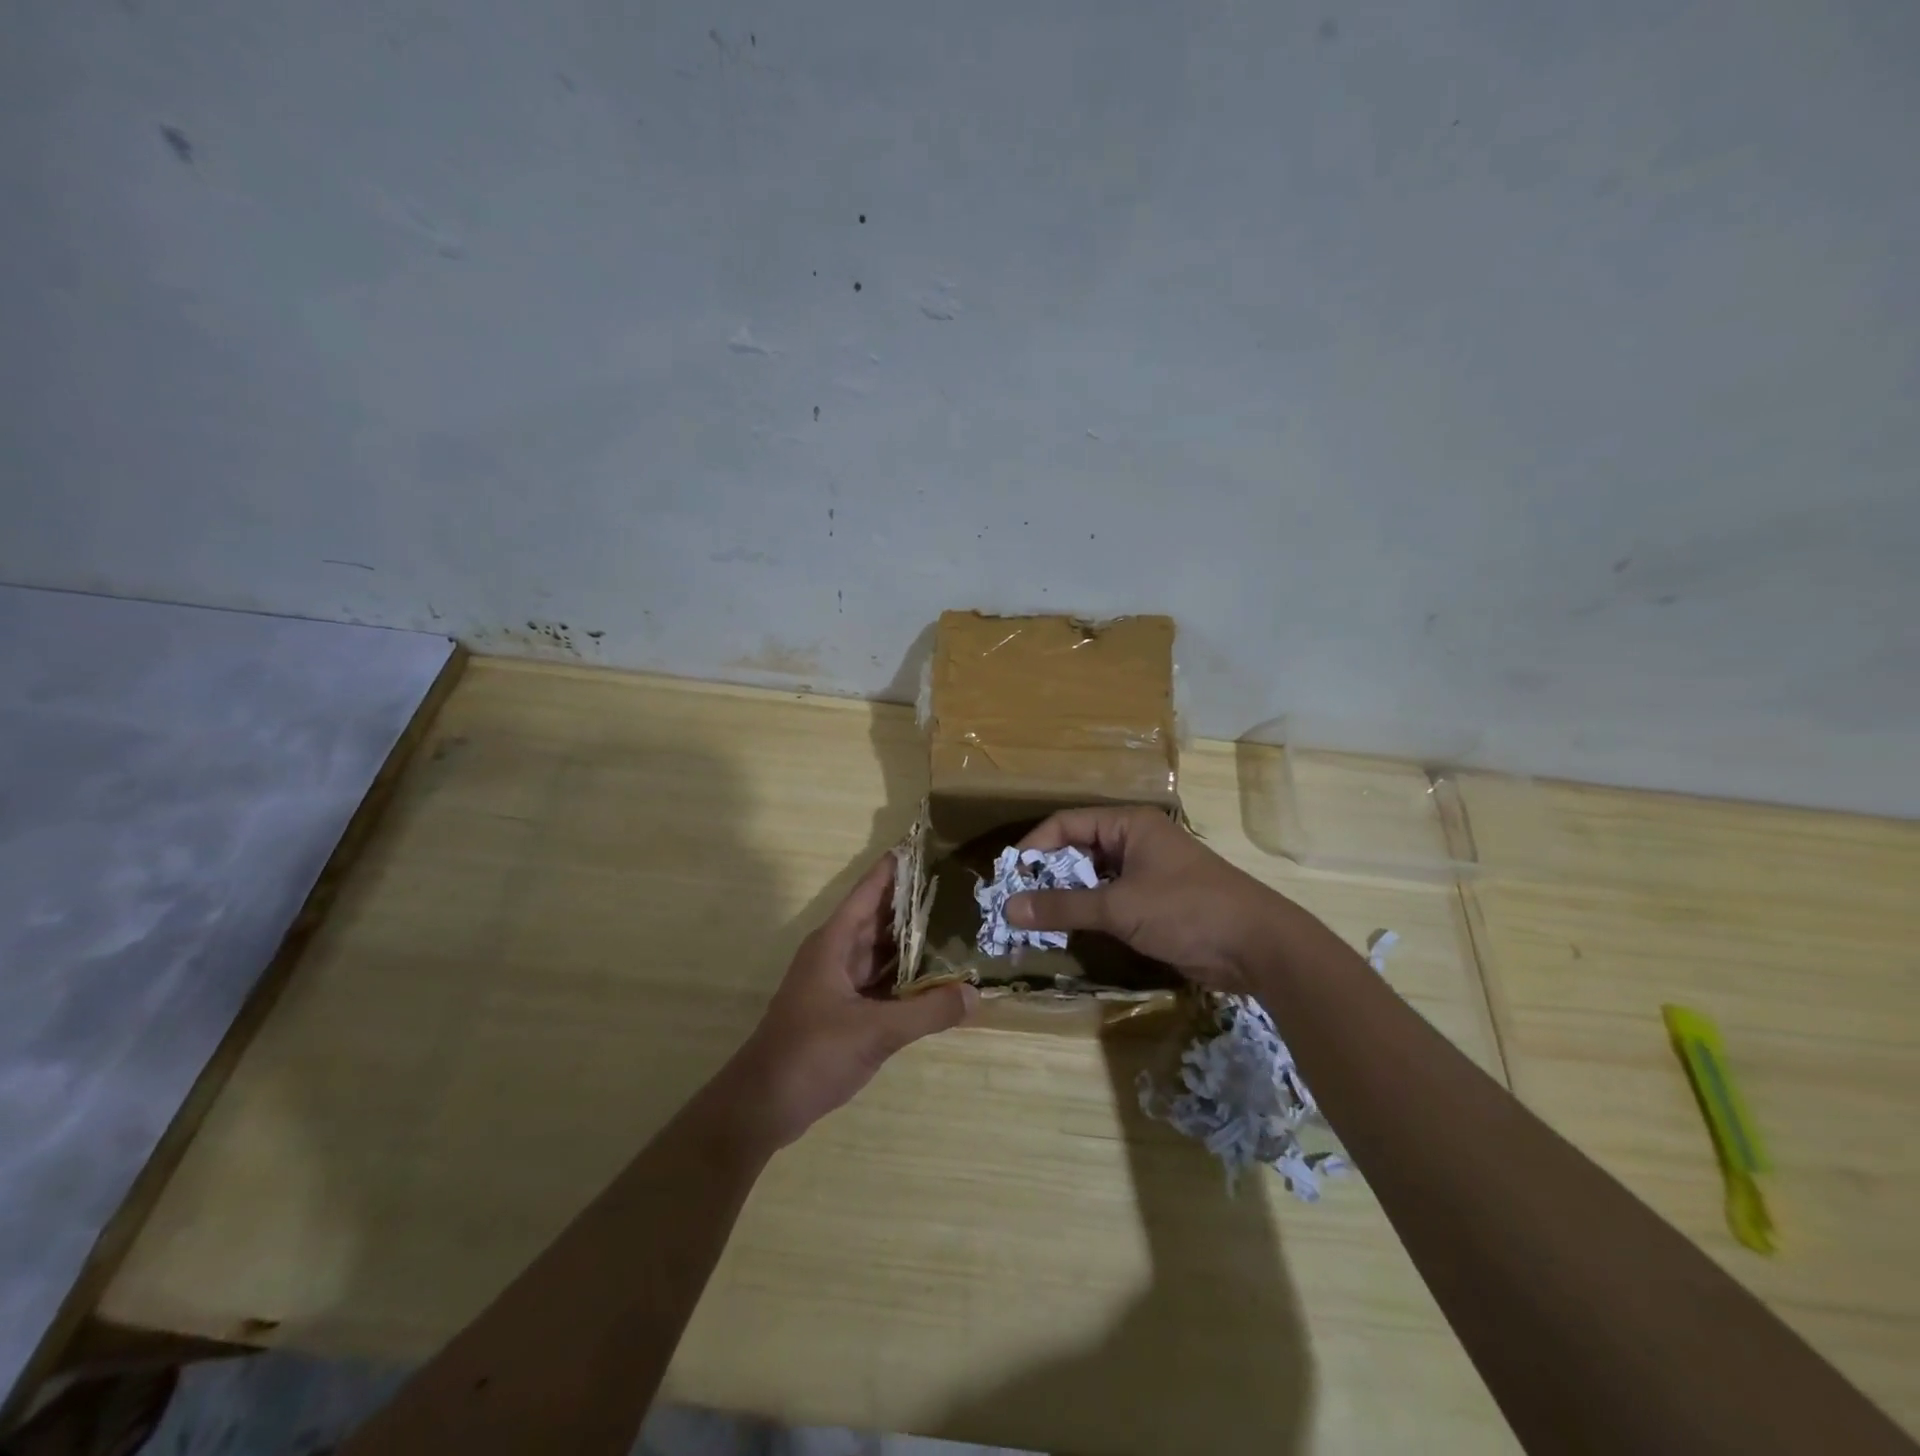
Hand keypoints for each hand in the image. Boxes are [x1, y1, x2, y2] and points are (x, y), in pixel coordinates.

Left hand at [724, 854, 974, 1149]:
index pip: (869, 891)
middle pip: (880, 918)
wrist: (764, 1104)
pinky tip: (937, 977)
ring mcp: (839, 982)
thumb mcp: (875, 1031)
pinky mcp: (843, 1009)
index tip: (928, 846)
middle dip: (915, 903)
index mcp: (834, 943)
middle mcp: (836, 954)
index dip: (896, 868)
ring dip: (913, 942)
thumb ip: (927, 1012)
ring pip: (882, 951)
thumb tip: (975, 994)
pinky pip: (881, 981)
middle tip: (959, 887)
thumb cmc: (812, 1053)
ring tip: (958, 925)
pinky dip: (906, 977)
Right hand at [1005, 806, 1299, 994]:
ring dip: (1065, 899)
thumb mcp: (1119, 906)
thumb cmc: (1186, 909)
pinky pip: (1110, 902)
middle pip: (1078, 851)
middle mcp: (1136, 842)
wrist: (1258, 947)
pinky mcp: (1155, 905)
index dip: (1034, 847)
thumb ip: (1062, 907)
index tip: (1008, 877)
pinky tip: (1067, 934)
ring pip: (1093, 880)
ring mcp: (1147, 874)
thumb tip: (1008, 908)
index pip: (1067, 824)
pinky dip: (1087, 915)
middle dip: (1046, 876)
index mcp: (1129, 824)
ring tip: (1033, 922)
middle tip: (1015, 903)